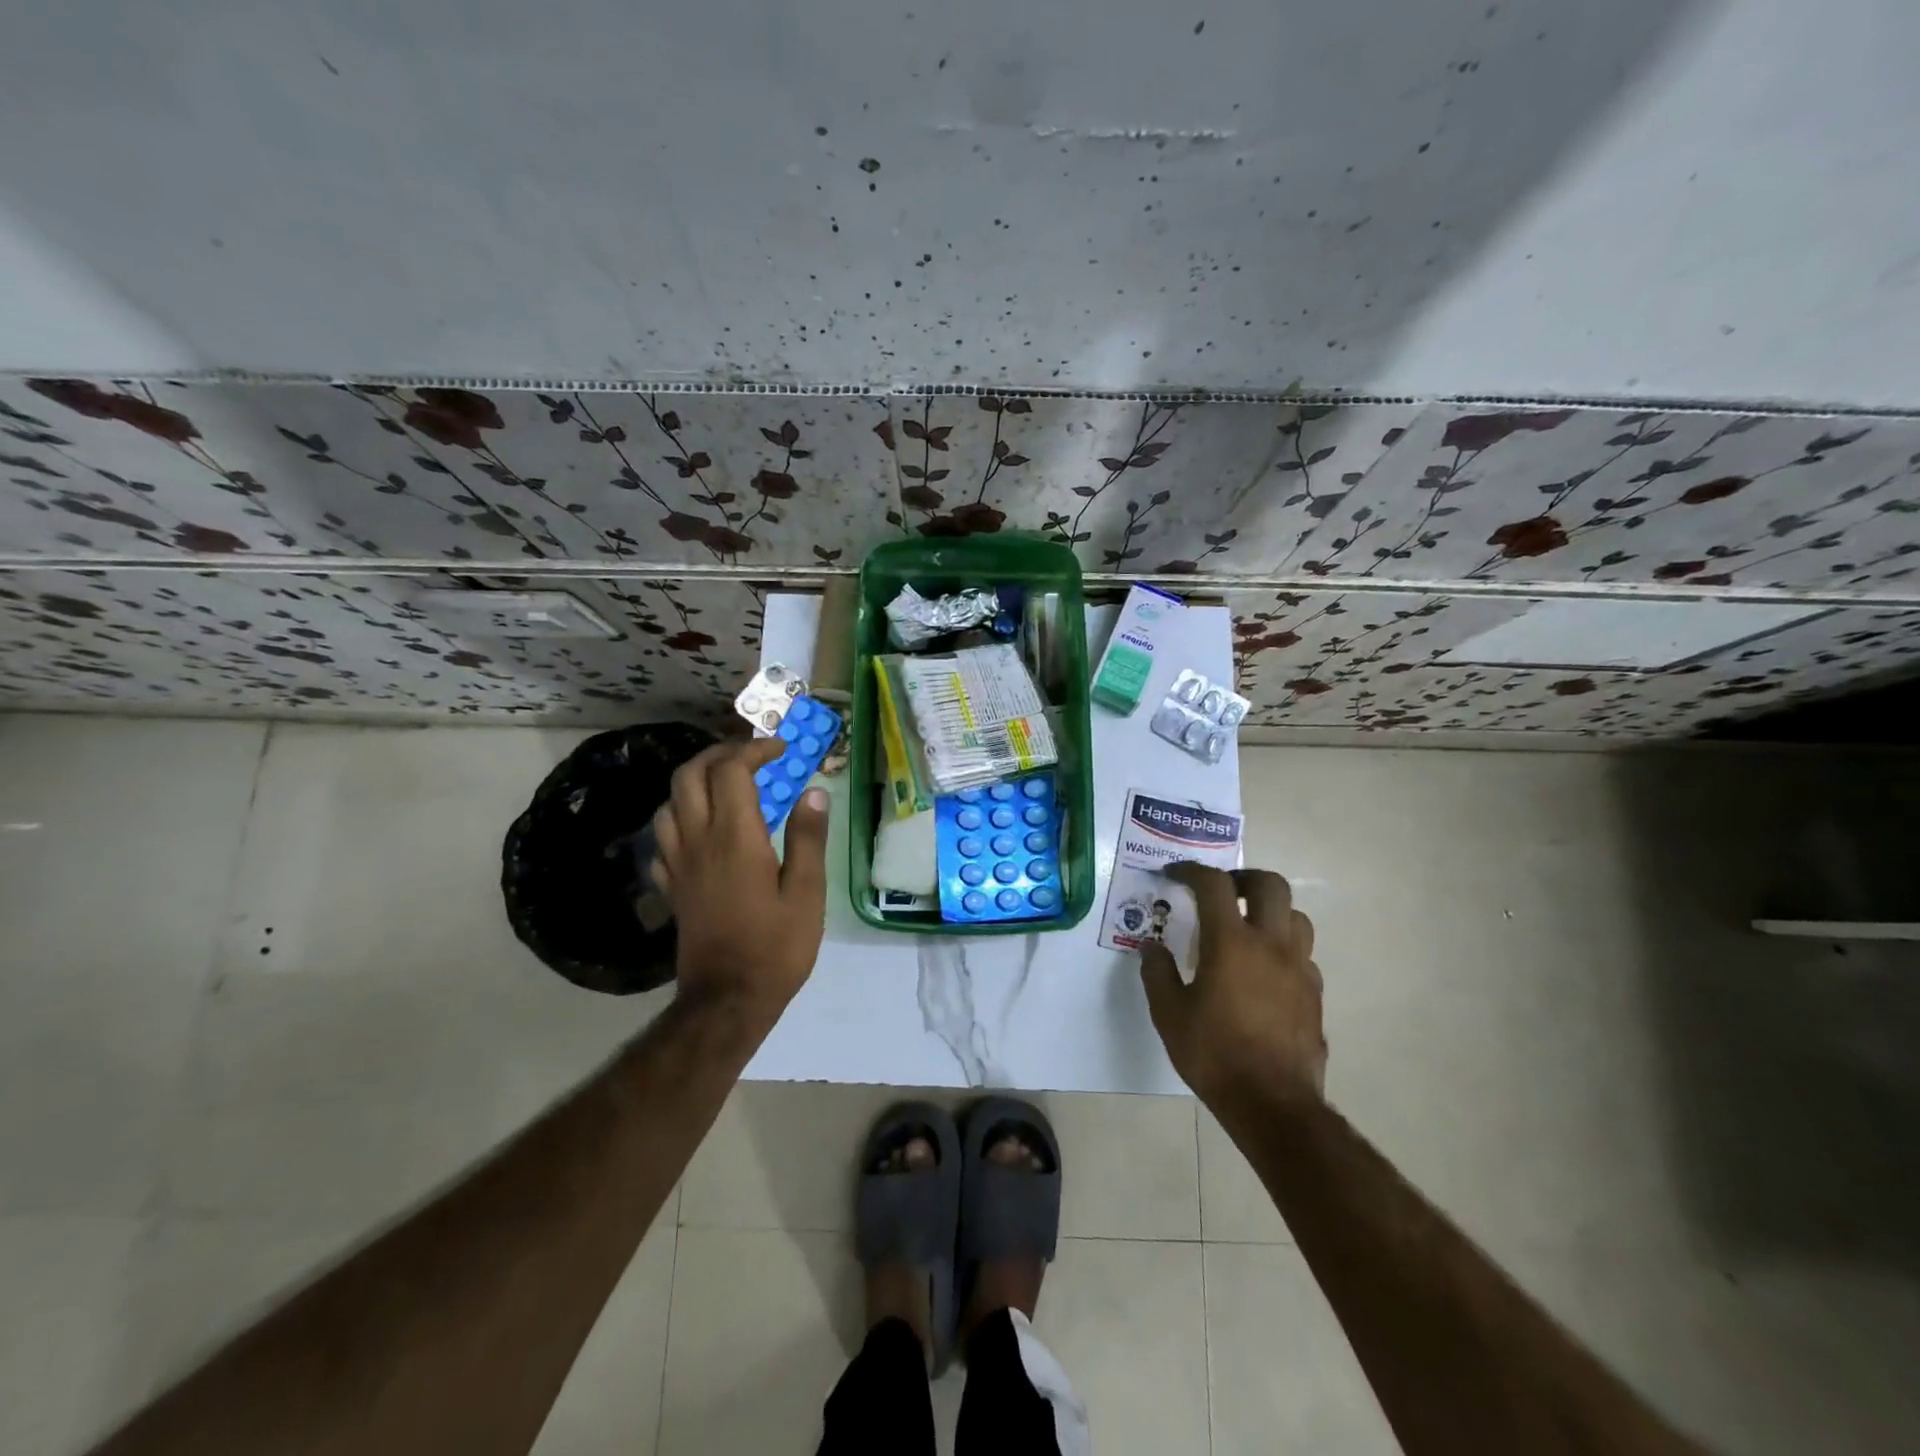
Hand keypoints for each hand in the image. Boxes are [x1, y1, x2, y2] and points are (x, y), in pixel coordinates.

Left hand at [648, 739, 830, 1020]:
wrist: (727, 1001)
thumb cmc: (776, 947)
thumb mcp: (806, 893)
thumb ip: (808, 838)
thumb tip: (814, 792)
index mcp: (735, 837)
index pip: (731, 771)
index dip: (754, 750)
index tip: (781, 750)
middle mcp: (699, 841)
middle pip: (690, 775)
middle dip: (719, 755)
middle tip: (751, 758)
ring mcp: (679, 864)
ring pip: (669, 802)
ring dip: (695, 782)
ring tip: (726, 787)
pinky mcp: (672, 886)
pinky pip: (663, 838)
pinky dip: (681, 819)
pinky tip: (702, 830)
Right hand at [1139, 863, 1325, 1105]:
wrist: (1273, 1104)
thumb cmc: (1214, 1055)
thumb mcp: (1169, 1014)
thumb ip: (1157, 972)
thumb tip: (1151, 946)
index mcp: (1231, 943)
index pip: (1214, 884)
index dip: (1192, 871)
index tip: (1175, 875)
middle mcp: (1270, 944)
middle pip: (1270, 884)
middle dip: (1243, 878)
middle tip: (1222, 892)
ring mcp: (1299, 968)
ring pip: (1295, 916)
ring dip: (1270, 911)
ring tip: (1247, 927)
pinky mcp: (1314, 993)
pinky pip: (1303, 953)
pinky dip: (1283, 947)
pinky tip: (1265, 971)